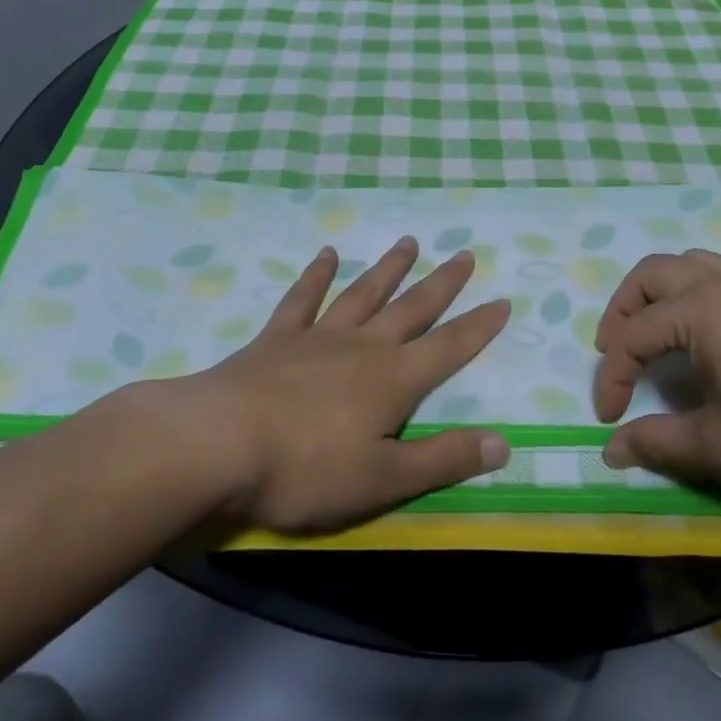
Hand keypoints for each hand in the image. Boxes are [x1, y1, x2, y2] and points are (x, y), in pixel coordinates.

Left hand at [147, 238, 511, 533]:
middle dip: (441, 284)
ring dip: (388, 268)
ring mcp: (318, 337)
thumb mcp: (383, 478)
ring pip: (363, 293)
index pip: (449, 347)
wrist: (217, 444)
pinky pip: (303, 299)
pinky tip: (326, 254)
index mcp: (393, 379)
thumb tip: (503, 443)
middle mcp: (363, 347)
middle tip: (464, 254)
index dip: (479, 326)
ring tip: (409, 242)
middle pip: (412, 308)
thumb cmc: (305, 469)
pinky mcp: (277, 339)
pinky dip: (316, 276)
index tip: (503, 299)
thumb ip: (443, 459)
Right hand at [592, 250, 720, 503]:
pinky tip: (707, 337)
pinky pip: (720, 276)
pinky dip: (693, 294)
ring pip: (689, 265)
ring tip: (652, 334)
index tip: (608, 420)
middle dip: (621, 311)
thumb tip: (611, 451)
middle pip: (651, 275)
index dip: (612, 378)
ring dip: (657, 294)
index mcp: (700, 312)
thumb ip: (661, 444)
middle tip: (614, 352)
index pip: (633, 337)